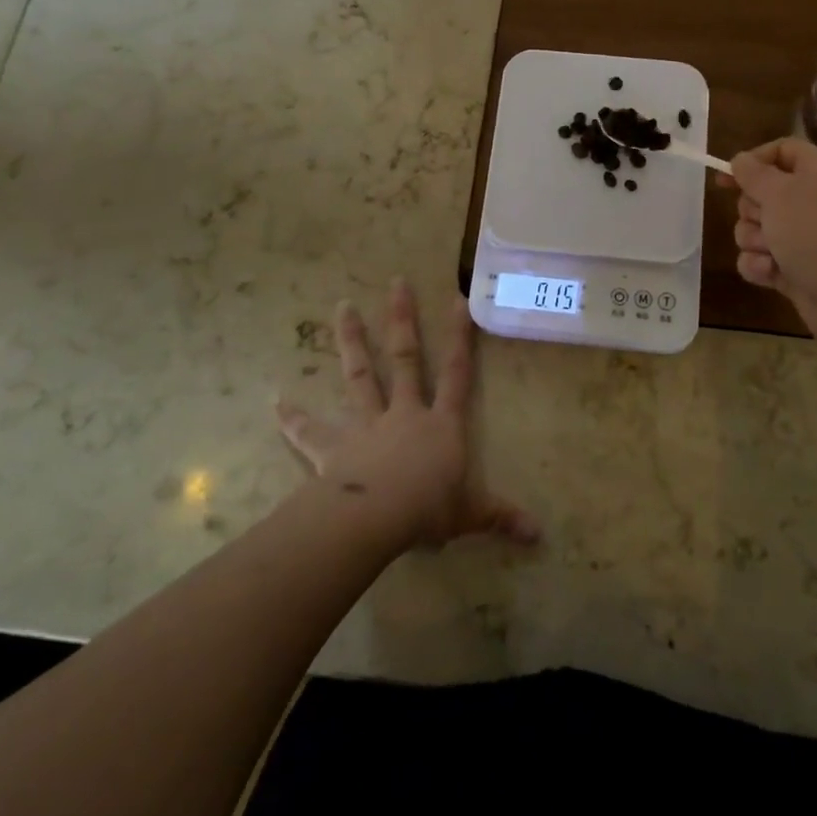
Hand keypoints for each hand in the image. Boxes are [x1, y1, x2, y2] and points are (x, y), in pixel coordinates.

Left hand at [277, 280, 538, 550]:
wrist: (376, 519)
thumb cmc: (428, 510)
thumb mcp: (472, 514)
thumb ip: (502, 517)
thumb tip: (541, 534)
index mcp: (441, 424)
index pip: (457, 373)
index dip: (460, 337)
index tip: (457, 299)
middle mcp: (404, 413)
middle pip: (405, 358)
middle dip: (402, 319)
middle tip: (396, 282)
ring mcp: (367, 426)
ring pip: (359, 376)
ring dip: (350, 341)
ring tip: (341, 307)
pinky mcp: (333, 447)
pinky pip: (310, 430)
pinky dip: (293, 418)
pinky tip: (276, 401)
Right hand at [723, 138, 816, 343]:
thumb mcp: (781, 193)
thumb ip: (754, 173)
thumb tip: (741, 159)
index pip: (782, 150)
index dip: (753, 160)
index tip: (726, 176)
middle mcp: (812, 201)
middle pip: (761, 192)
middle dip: (751, 209)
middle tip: (764, 221)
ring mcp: (803, 237)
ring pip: (755, 228)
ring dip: (754, 241)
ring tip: (772, 254)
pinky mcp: (793, 268)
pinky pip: (759, 258)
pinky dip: (759, 265)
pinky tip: (770, 274)